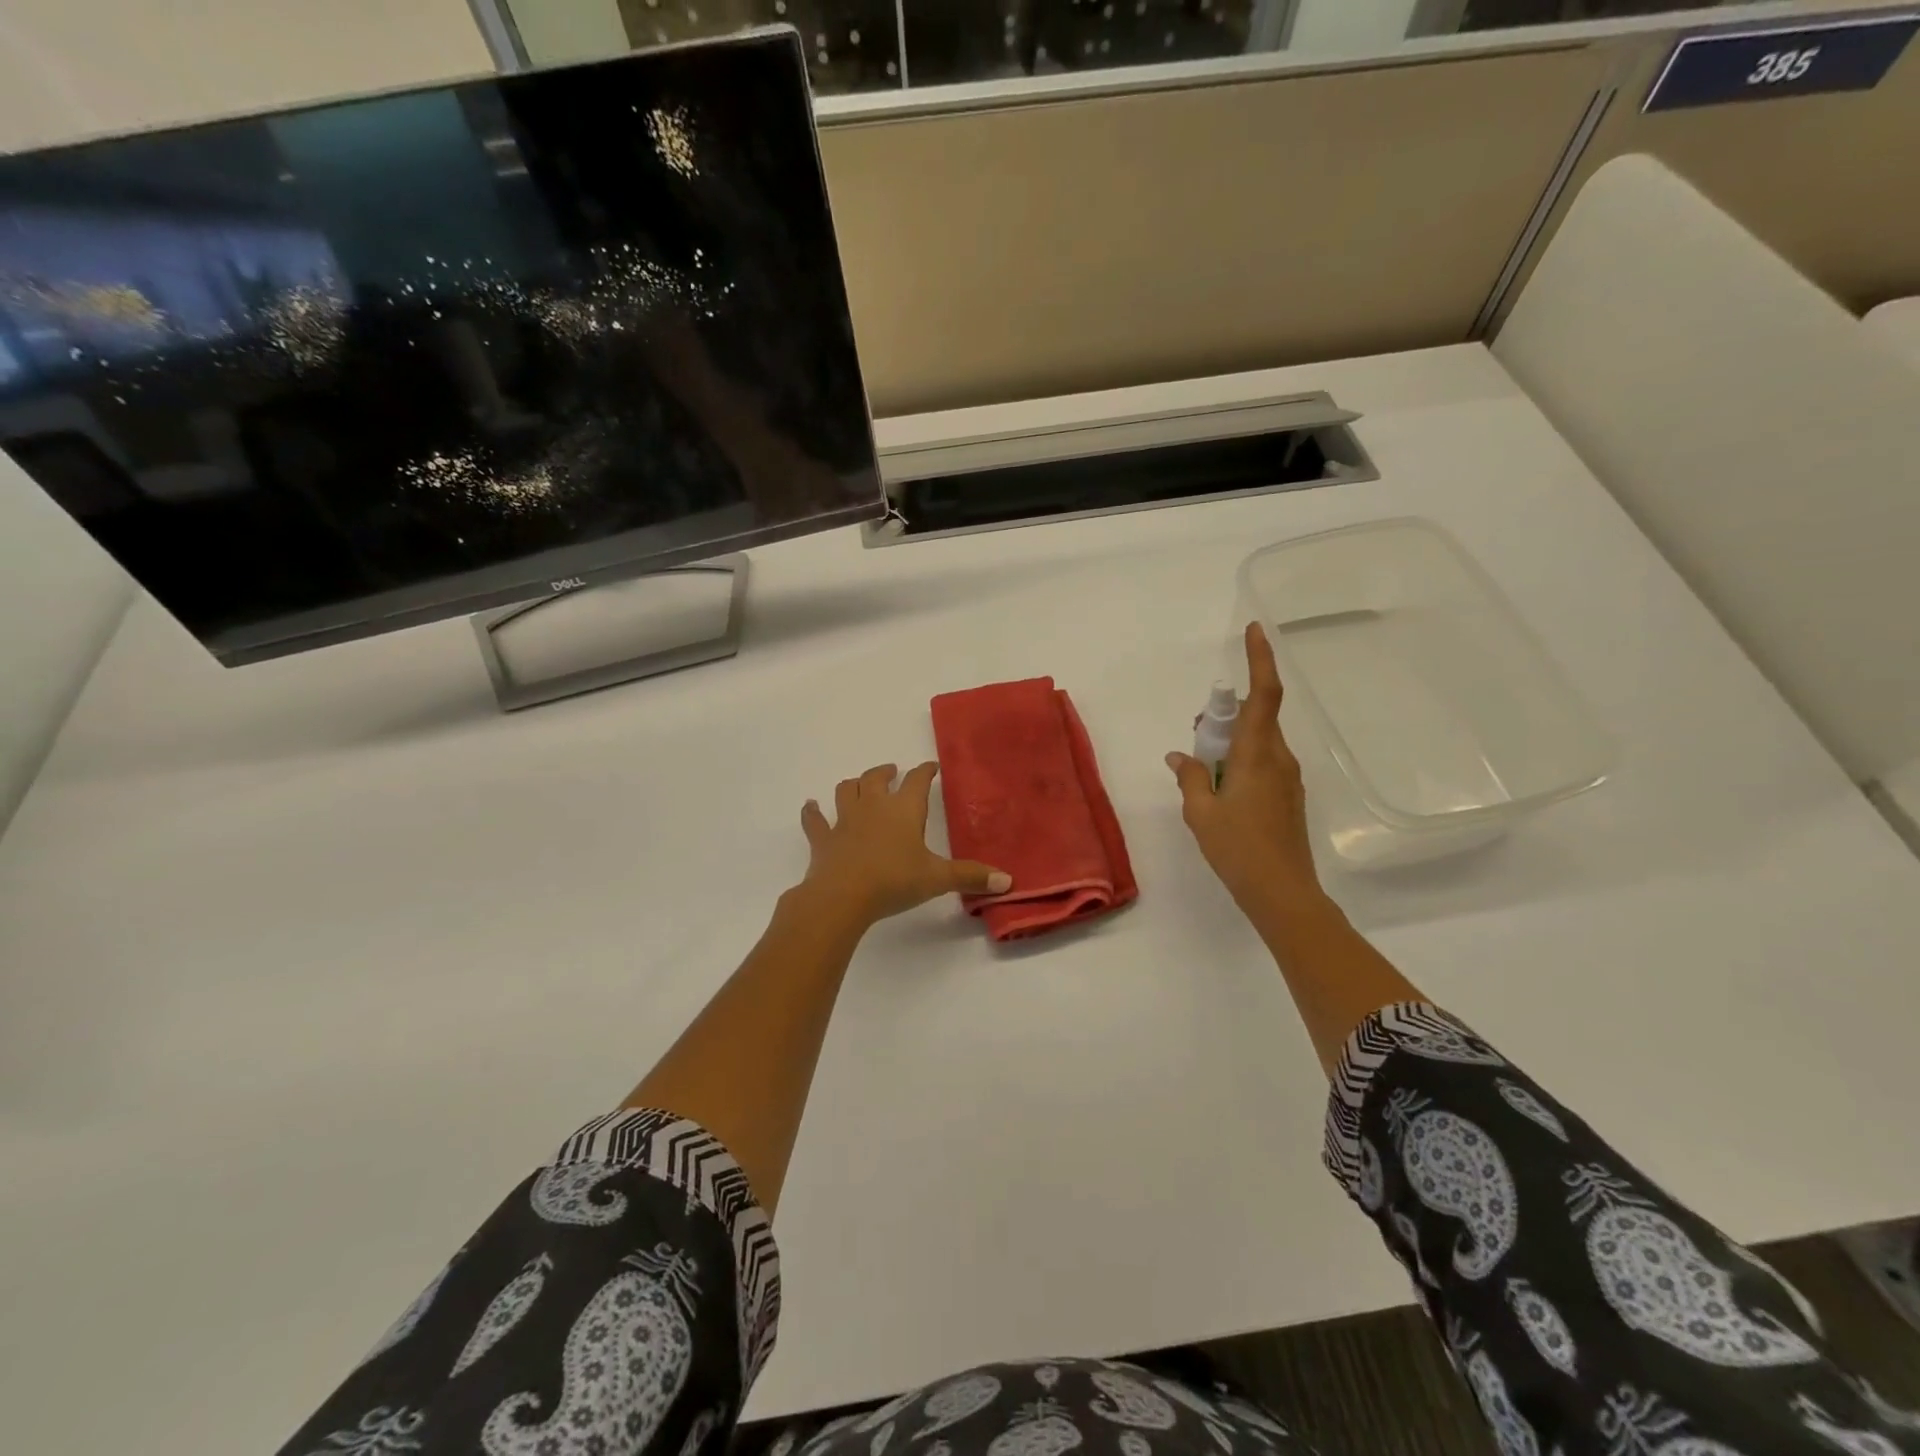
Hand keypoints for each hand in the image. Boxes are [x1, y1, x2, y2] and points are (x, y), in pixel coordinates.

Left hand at [798, 762, 1011, 929]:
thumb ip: (971, 877)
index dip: (925, 771)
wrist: (843, 896)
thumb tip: (1008, 881)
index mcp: (904, 809)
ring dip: (854, 784)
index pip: (917, 781)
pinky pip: (815, 820)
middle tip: (893, 771)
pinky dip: (812, 812)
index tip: (931, 767)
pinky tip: (810, 806)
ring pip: (847, 790)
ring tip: (859, 783)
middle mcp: (873, 806)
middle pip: (877, 778)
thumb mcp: (938, 879)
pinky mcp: (823, 839)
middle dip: (886, 772)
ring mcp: (844, 820)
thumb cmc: (894, 881)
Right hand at [1167, 622, 1324, 920]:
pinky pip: (1262, 762)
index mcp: (1256, 755)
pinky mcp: (1288, 796)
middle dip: (1226, 715)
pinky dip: (1239, 762)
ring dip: (1230, 742)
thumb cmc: (1238, 849)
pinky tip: (1220, 791)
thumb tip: (1180, 756)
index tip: (1254, 631)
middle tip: (1197, 735)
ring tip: (1202, 771)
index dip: (1261, 659)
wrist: (1282, 893)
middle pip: (1255, 717)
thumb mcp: (1200, 813)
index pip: (1263, 695)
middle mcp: (1278, 758)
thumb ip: (1190, 777)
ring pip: (1257, 741)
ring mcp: (1287, 778)